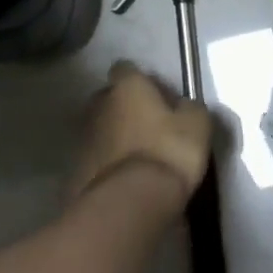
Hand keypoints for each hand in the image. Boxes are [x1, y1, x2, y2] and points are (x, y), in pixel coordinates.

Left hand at [71, 61, 211, 212]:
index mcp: (126, 87)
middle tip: (149, 125)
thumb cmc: (168, 152)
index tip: (158, 96)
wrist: (129, 203)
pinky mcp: (75, 169)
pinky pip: (95, 158)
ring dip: (115, 136)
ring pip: (100, 128)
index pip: (126, 69)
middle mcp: (99, 105)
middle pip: (109, 97)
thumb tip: (183, 106)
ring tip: (138, 156)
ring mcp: (83, 137)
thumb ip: (189, 107)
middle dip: (125, 107)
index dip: (142, 80)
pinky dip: (107, 163)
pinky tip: (125, 179)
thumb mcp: (197, 125)